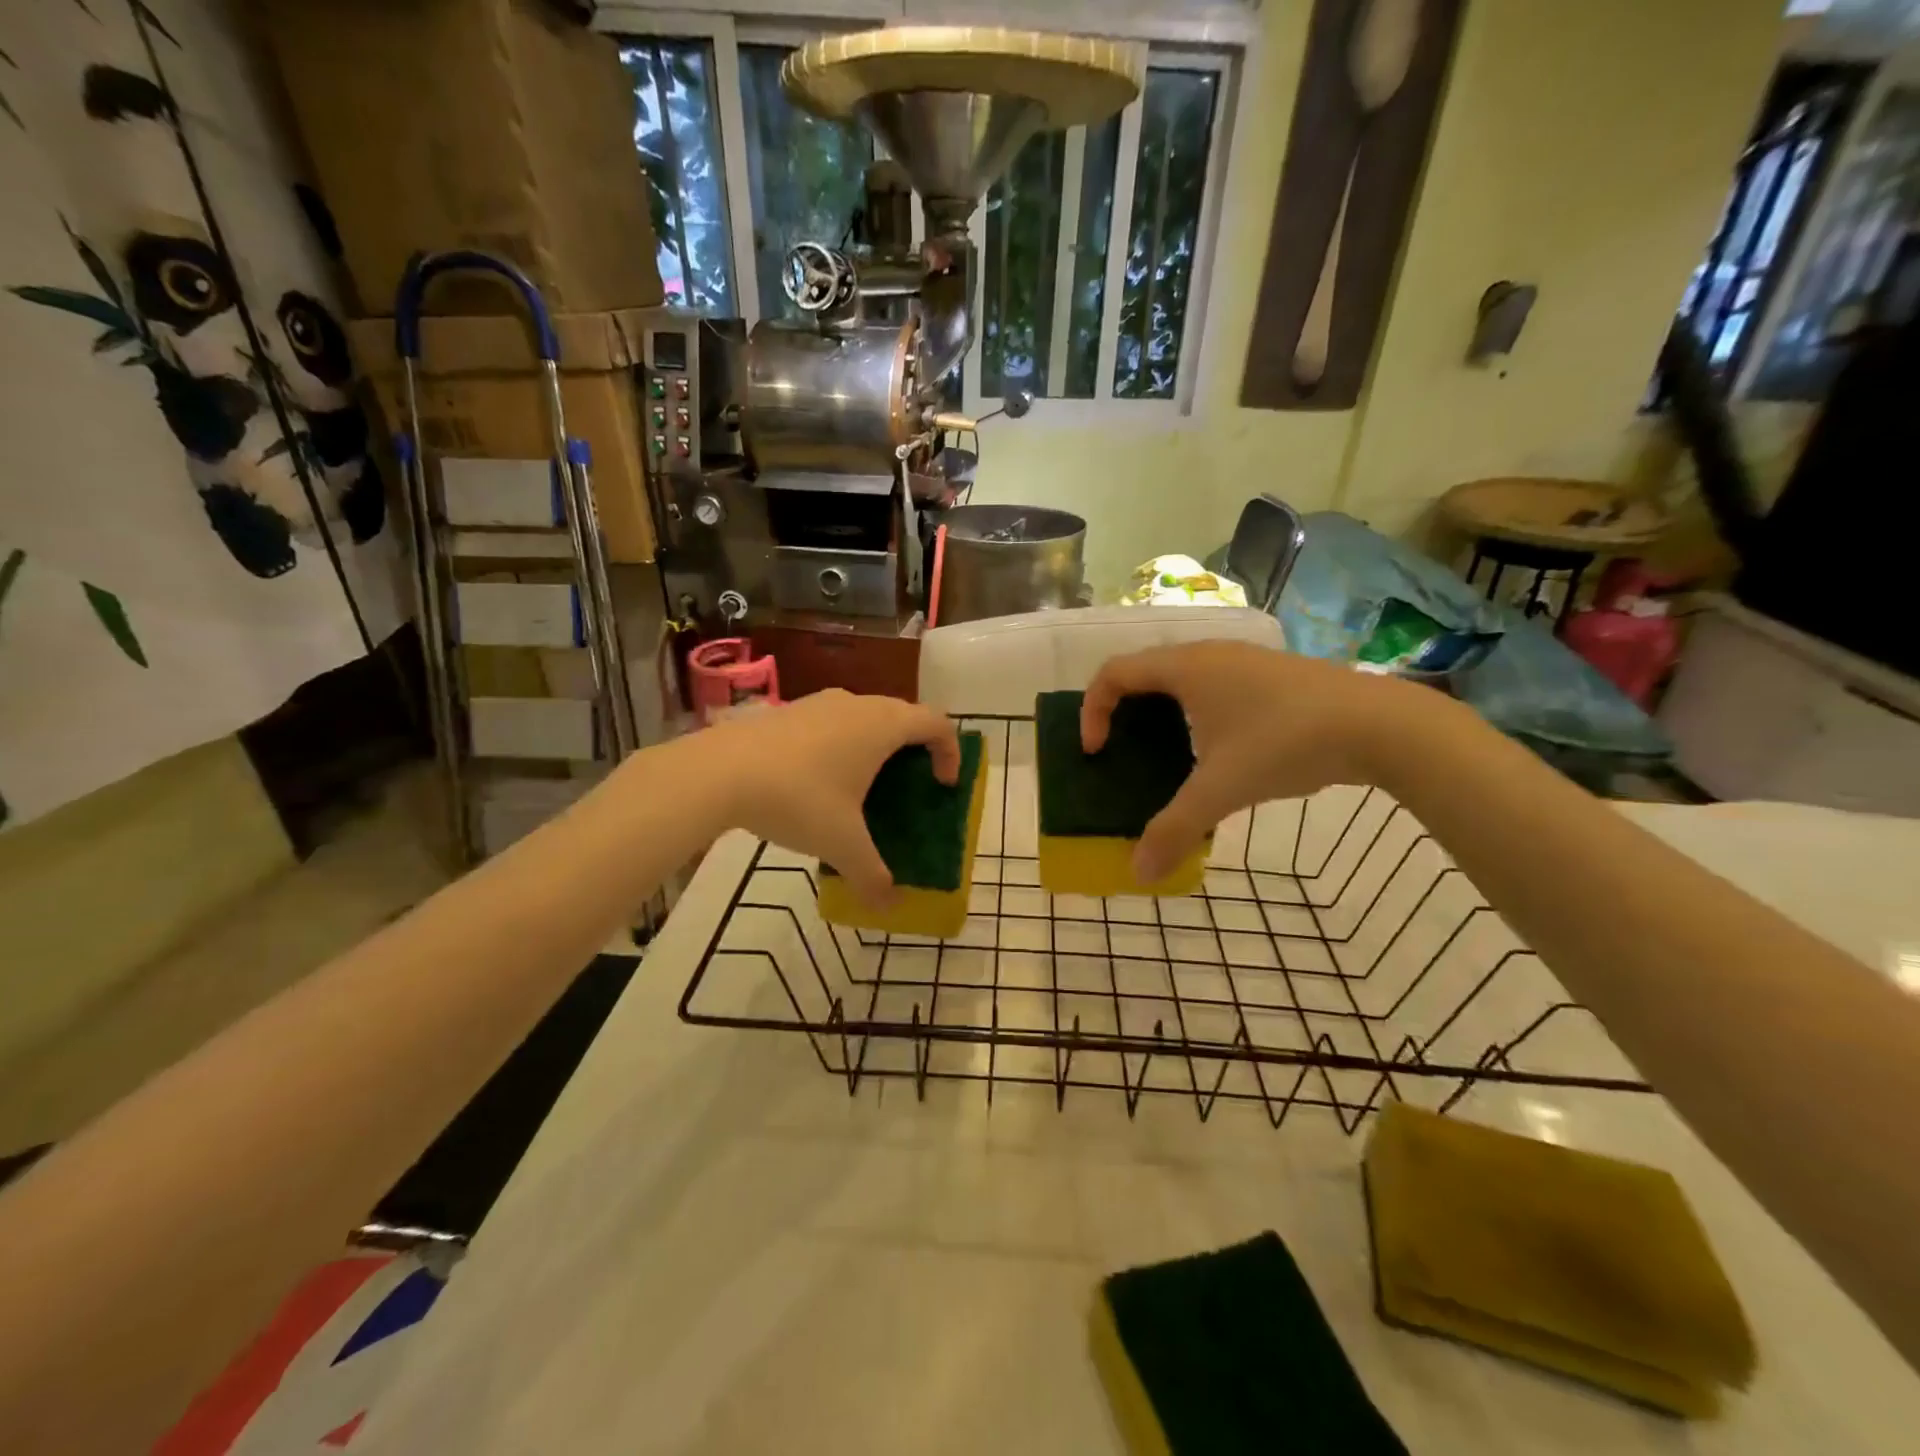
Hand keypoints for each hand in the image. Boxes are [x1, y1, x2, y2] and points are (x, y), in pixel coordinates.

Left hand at [711, 689, 960, 903]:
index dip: (950, 752)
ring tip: (864, 786)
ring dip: (876, 745)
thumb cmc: (798, 799)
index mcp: (883, 725)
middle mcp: (857, 703)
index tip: (943, 786)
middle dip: (915, 750)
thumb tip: (889, 907)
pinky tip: (818, 782)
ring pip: (865, 716)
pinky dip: (842, 744)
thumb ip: (871, 876)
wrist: (718, 771)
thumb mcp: (841, 844)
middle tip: (909, 787)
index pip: (937, 723)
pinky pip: (833, 721)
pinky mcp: (789, 710)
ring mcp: (819, 702)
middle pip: (903, 716)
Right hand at [1081, 642, 1424, 880]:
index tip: (1095, 752)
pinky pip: (1213, 686)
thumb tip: (1138, 874)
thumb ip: (1174, 829)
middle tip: (1122, 753)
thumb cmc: (1285, 743)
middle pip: (1144, 672)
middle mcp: (1208, 654)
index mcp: (1184, 668)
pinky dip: (1196, 713)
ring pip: (1182, 678)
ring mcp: (1244, 660)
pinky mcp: (1271, 674)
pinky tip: (1219, 751)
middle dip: (1123, 712)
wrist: (1380, 723)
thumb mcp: (1222, 790)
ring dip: (1161, 713)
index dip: (1092, 710)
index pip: (1113, 673)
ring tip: (1166, 756)